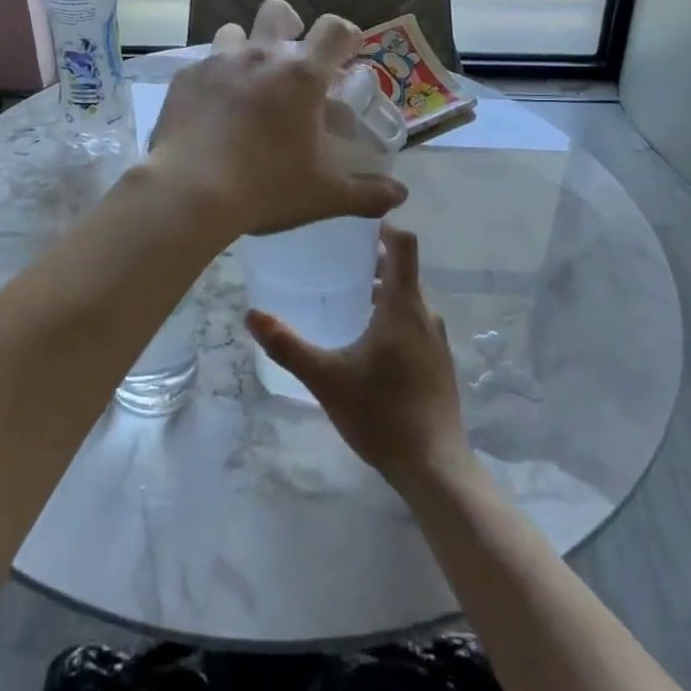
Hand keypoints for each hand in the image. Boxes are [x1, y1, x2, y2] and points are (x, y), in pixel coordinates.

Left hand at [144, 0, 406, 238]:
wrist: (188, 192)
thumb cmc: (265, 188)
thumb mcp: (324, 195)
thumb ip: (366, 193)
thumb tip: (400, 196)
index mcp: (301, 75)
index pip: (334, 29)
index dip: (346, 35)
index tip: (348, 52)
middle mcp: (260, 56)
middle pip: (278, 11)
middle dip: (290, 24)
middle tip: (292, 59)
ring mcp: (217, 63)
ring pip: (234, 32)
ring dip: (246, 47)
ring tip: (248, 81)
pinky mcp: (185, 78)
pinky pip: (203, 65)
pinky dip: (213, 79)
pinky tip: (212, 109)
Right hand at [246, 227, 470, 489]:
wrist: (434, 467)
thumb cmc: (381, 414)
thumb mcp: (326, 378)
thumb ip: (288, 345)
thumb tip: (252, 315)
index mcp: (404, 307)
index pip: (404, 245)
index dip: (384, 225)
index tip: (354, 222)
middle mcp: (426, 315)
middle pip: (403, 271)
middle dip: (372, 260)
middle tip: (334, 260)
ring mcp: (437, 340)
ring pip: (409, 299)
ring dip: (382, 290)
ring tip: (345, 297)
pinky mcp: (439, 362)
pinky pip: (415, 322)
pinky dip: (393, 315)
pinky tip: (367, 340)